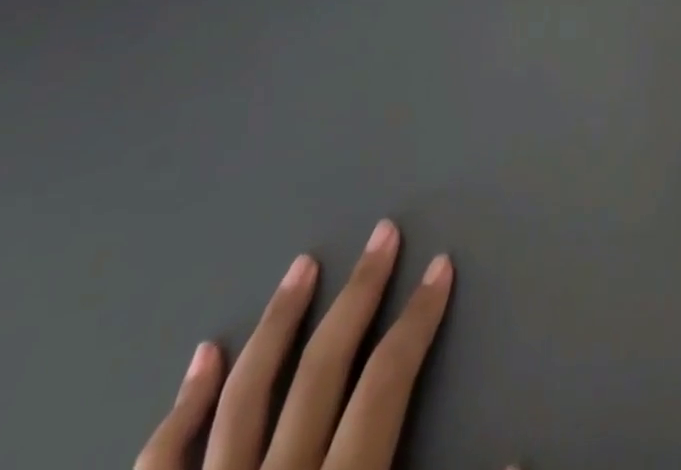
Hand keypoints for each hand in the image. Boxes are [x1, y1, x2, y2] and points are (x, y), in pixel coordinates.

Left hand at [136, 223, 501, 469]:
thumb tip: (520, 455)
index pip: (385, 385)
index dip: (418, 320)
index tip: (441, 268)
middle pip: (322, 369)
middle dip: (359, 294)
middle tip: (383, 234)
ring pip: (243, 397)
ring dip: (277, 324)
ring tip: (302, 266)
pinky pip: (161, 466)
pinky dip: (183, 406)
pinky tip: (202, 357)